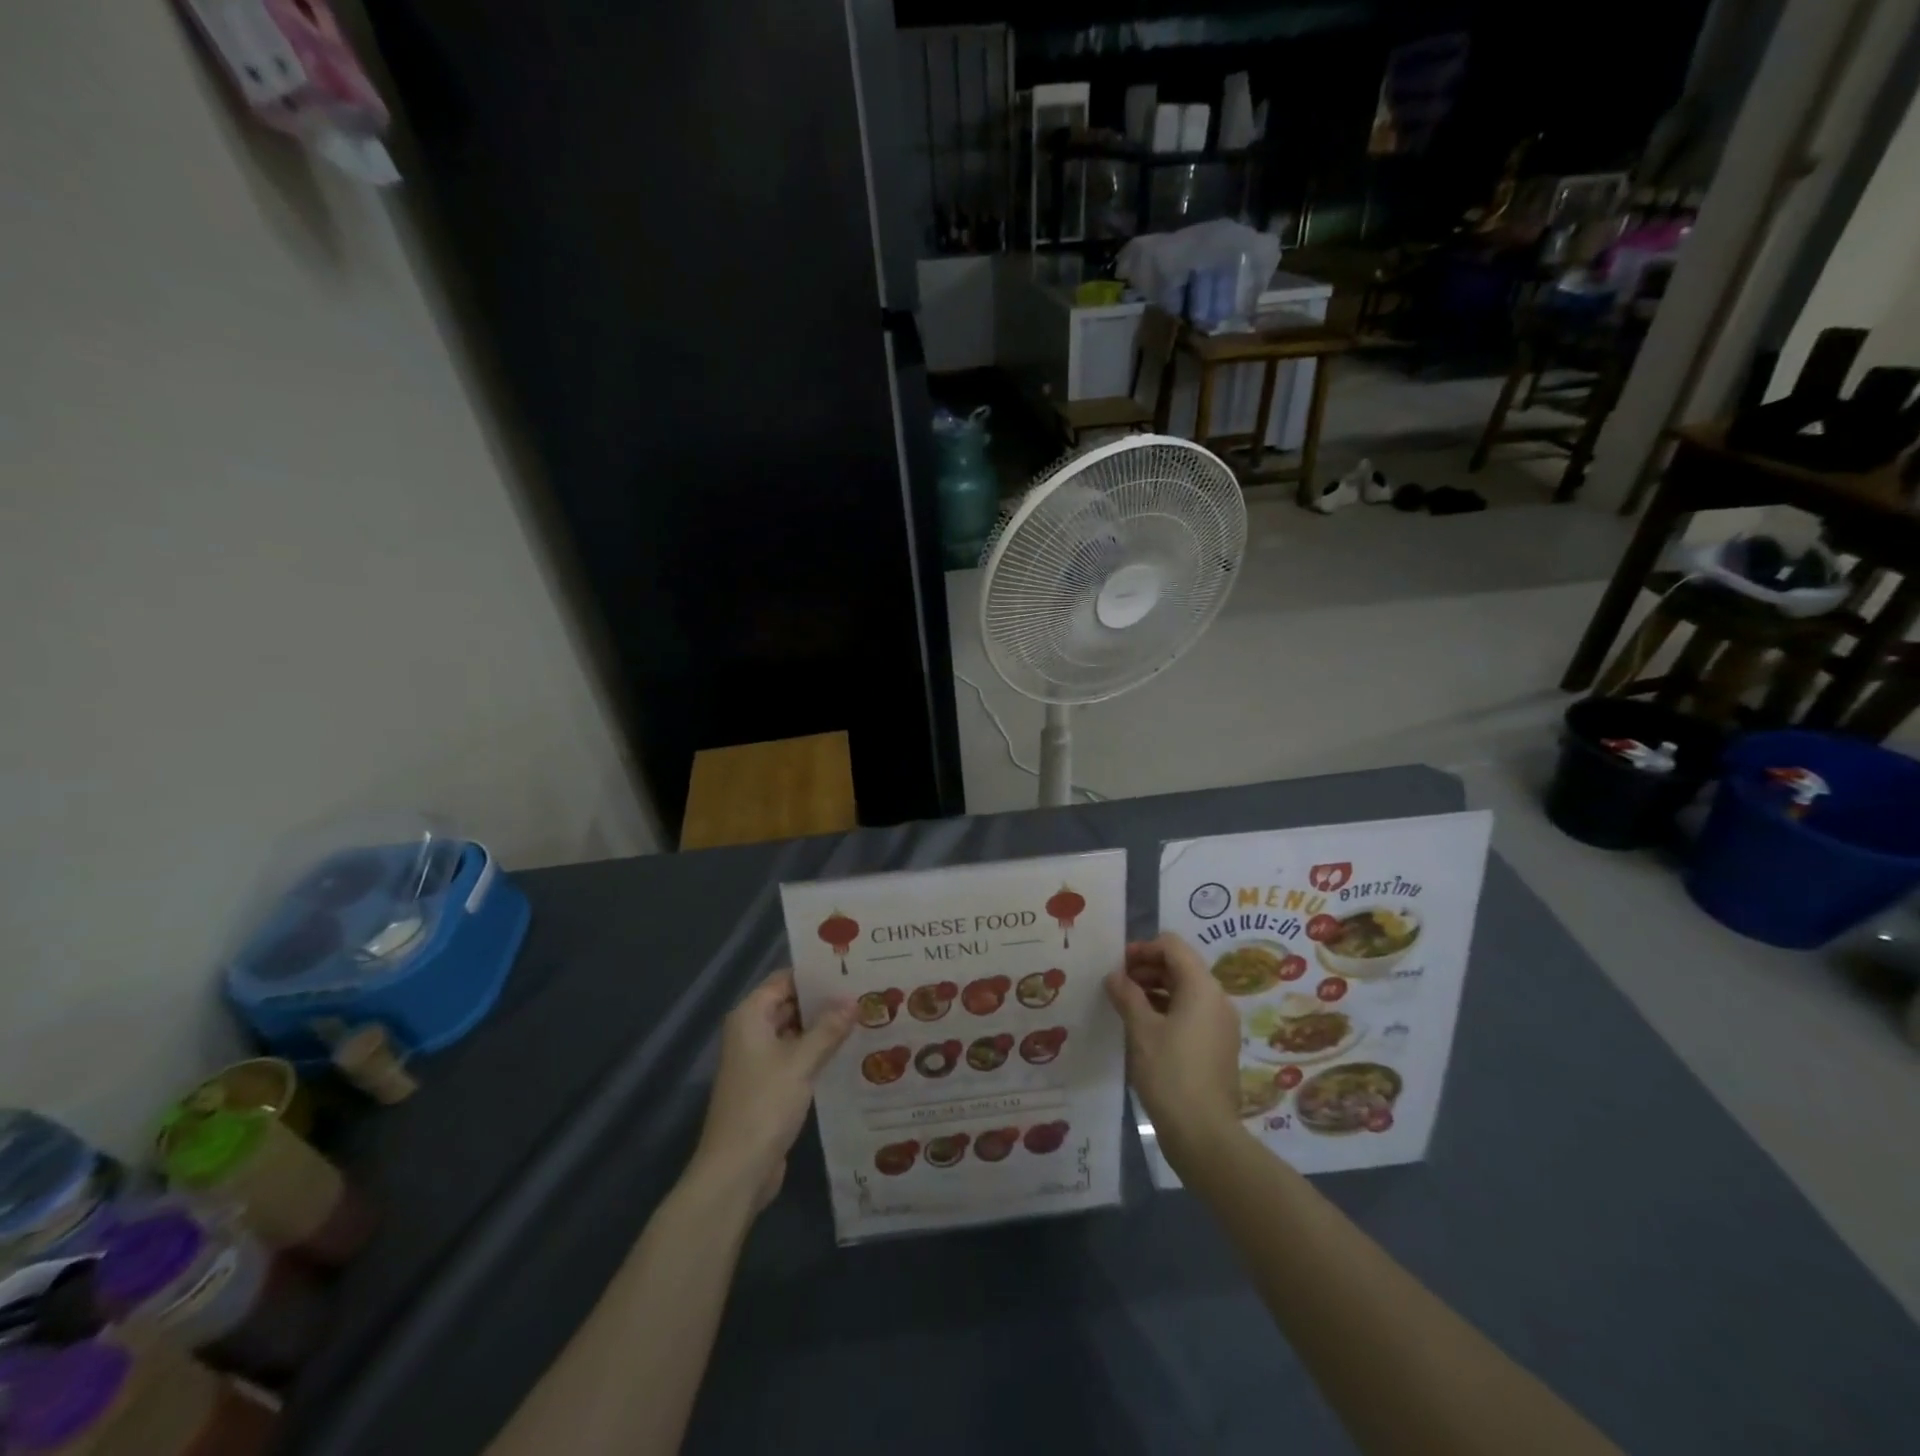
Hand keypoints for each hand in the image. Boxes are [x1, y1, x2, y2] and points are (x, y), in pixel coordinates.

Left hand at [688, 970, 853, 1210]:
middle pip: (791, 1003)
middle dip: (824, 1000)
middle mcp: (752, 1032)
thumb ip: (828, 1029)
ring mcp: (759, 1060)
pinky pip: (797, 1056)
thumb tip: (853, 1001)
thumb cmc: (764, 1105)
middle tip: (865, 990)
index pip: (785, 979)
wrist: (736, 1171)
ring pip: (796, 1031)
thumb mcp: (801, 1062)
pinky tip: (850, 1049)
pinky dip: (819, 1051)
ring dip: (824, 1026)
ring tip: (865, 1014)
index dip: (815, 973)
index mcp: (750, 1016)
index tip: (851, 967)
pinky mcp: (770, 1085)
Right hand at [1105, 935, 1241, 1160]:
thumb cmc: (1170, 1073)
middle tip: (1117, 983)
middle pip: (1181, 966)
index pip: (1172, 946)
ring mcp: (1221, 1024)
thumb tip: (1115, 976)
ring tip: (1125, 1004)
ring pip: (1186, 991)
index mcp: (1202, 987)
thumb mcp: (1140, 1029)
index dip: (1143, 948)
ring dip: (1155, 989)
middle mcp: (1217, 999)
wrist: (1204, 1133)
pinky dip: (1167, 1009)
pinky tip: (1143, 1027)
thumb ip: (1127, 995)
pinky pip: (1192, 1013)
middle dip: (1147, 968)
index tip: (1117, 965)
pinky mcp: (1218, 1046)